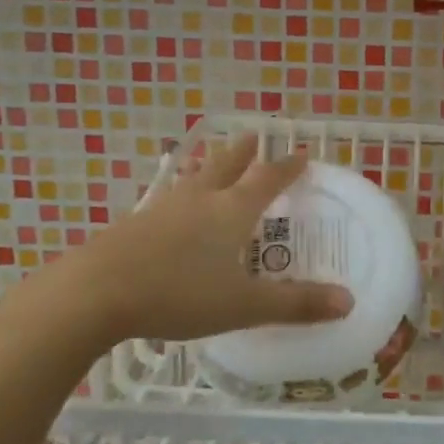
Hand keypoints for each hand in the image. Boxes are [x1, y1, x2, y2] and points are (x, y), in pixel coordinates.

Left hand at [1, 138, 352, 348]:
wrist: (95, 293)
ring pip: (192, 180)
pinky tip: (171, 213)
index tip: (301, 152)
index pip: (266, 180)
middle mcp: (198, 201)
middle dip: (242, 153)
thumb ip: (294, 304)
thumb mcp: (242, 305)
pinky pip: (167, 202)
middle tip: (252, 138)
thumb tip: (349, 302)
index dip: (286, 167)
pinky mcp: (133, 226)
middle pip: (225, 167)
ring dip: (208, 168)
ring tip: (211, 163)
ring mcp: (161, 210)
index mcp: (230, 211)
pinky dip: (180, 197)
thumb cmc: (178, 293)